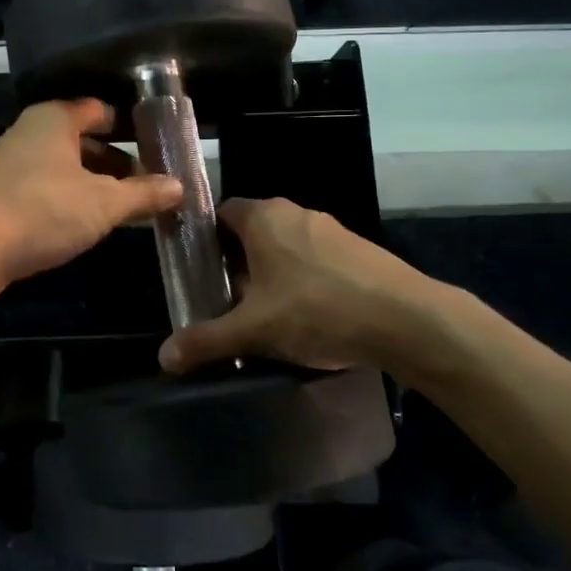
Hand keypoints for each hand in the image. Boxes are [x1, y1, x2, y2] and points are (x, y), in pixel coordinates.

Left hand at [0, 100, 182, 289]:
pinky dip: (71, 198)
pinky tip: (89, 222)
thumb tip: (180, 186)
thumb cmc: (43, 211)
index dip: (131, 127)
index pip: (100, 110)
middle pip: (84, 140)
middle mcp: (31, 132)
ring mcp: (13, 163)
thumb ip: (144, 194)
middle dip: (117, 162)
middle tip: (150, 184)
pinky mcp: (2, 193)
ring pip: (66, 166)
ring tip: (128, 207)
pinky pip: (48, 187)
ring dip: (96, 184)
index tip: (158, 147)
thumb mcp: (104, 203)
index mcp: (54, 118)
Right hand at [157, 197, 458, 377]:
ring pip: (287, 245)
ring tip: (268, 312)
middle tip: (228, 298)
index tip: (199, 271)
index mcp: (264, 217)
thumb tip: (163, 357)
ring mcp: (331, 229)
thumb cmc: (317, 310)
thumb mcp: (253, 330)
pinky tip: (310, 315)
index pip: (221, 212)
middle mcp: (295, 212)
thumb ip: (206, 340)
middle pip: (253, 230)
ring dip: (272, 272)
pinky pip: (317, 258)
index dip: (206, 239)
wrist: (407, 320)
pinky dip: (305, 279)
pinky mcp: (359, 250)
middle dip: (238, 261)